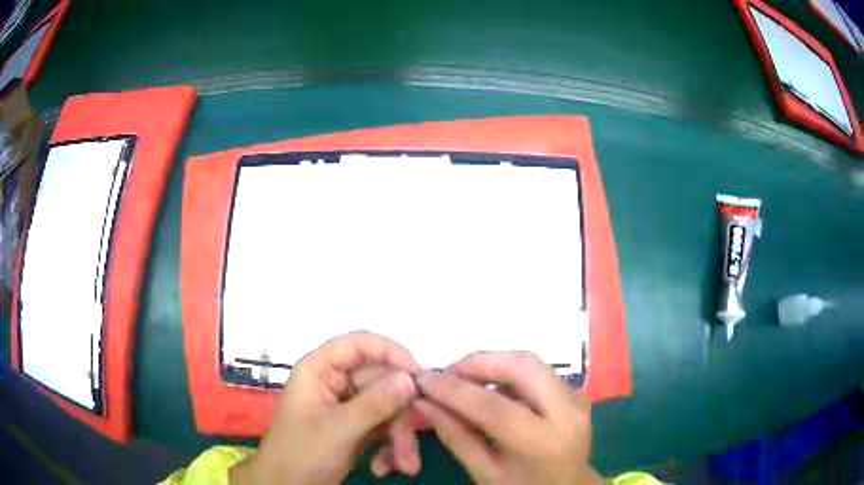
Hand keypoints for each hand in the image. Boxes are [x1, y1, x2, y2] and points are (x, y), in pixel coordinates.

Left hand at [230, 331, 420, 483]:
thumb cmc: (302, 453)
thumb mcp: (339, 429)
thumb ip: (376, 402)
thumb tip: (411, 378)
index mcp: (320, 370)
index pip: (359, 344)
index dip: (390, 353)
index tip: (418, 376)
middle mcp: (335, 382)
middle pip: (380, 382)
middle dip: (399, 416)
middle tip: (411, 444)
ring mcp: (346, 406)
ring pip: (386, 407)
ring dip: (399, 437)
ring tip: (406, 465)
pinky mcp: (355, 426)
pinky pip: (382, 426)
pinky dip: (389, 445)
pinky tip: (385, 466)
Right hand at [415, 352, 601, 484]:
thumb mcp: (484, 473)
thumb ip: (455, 437)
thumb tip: (424, 402)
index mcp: (542, 444)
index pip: (493, 407)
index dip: (453, 390)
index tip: (423, 378)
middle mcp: (567, 414)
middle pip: (523, 367)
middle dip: (480, 362)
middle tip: (447, 372)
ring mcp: (577, 400)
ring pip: (533, 362)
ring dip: (494, 362)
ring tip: (464, 378)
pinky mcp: (577, 393)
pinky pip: (540, 371)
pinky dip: (510, 371)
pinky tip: (491, 386)